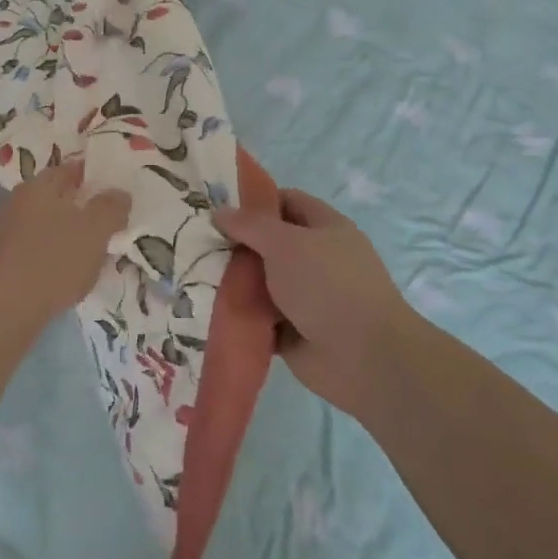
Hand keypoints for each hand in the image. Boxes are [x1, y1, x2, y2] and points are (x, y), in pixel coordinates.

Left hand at [0, 162, 130, 324]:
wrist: (3, 308)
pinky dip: (46, 254)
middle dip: (77, 206)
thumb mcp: (95, 231)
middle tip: (102, 223)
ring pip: (40, 223)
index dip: (92, 177)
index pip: (69, 170)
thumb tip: (119, 194)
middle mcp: (15, 201)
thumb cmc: (54, 261)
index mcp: (38, 186)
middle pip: (53, 197)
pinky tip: (59, 273)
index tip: (111, 192)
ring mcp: (0, 230)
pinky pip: (29, 248)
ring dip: (60, 232)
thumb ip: (111, 208)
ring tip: (84, 252)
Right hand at [214, 189, 415, 417]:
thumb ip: (250, 225)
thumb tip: (220, 212)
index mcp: (326, 228)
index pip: (287, 201)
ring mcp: (307, 297)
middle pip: (270, 243)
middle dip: (237, 244)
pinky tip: (209, 309)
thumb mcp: (285, 243)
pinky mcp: (295, 331)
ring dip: (235, 282)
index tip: (217, 205)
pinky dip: (242, 316)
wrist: (363, 357)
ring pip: (263, 282)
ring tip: (194, 276)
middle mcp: (317, 259)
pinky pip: (261, 317)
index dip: (254, 200)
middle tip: (197, 242)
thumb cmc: (327, 285)